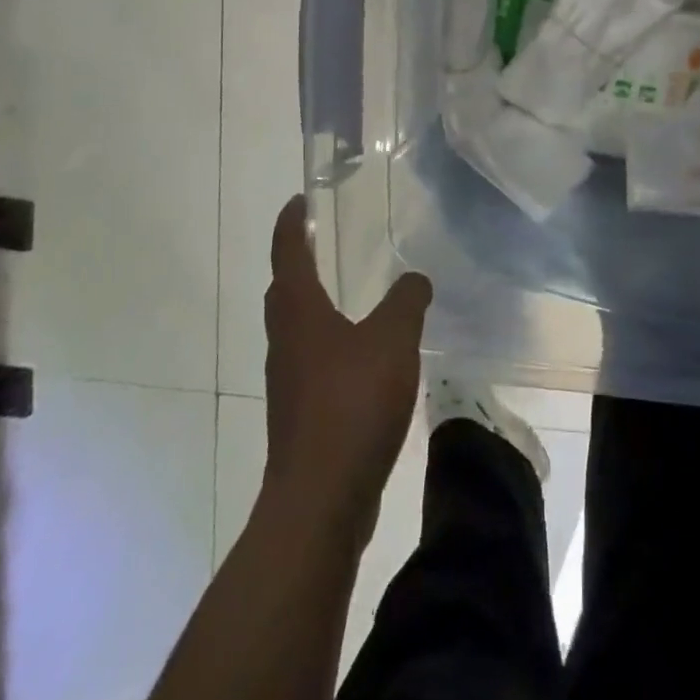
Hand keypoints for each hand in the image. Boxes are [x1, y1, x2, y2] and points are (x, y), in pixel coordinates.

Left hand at [263, 196, 431, 540]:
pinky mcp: (301, 416)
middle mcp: (285, 342)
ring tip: (348, 297)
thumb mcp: (392, 339)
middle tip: (322, 244)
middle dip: (297, 264)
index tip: (298, 201)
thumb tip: (415, 277)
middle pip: (284, 292)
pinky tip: (363, 358)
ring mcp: (289, 383)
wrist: (320, 499)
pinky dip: (331, 346)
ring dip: (314, 307)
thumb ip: (406, 301)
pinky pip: (313, 364)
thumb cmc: (351, 404)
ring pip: (296, 331)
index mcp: (299, 313)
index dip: (291, 224)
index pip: (288, 254)